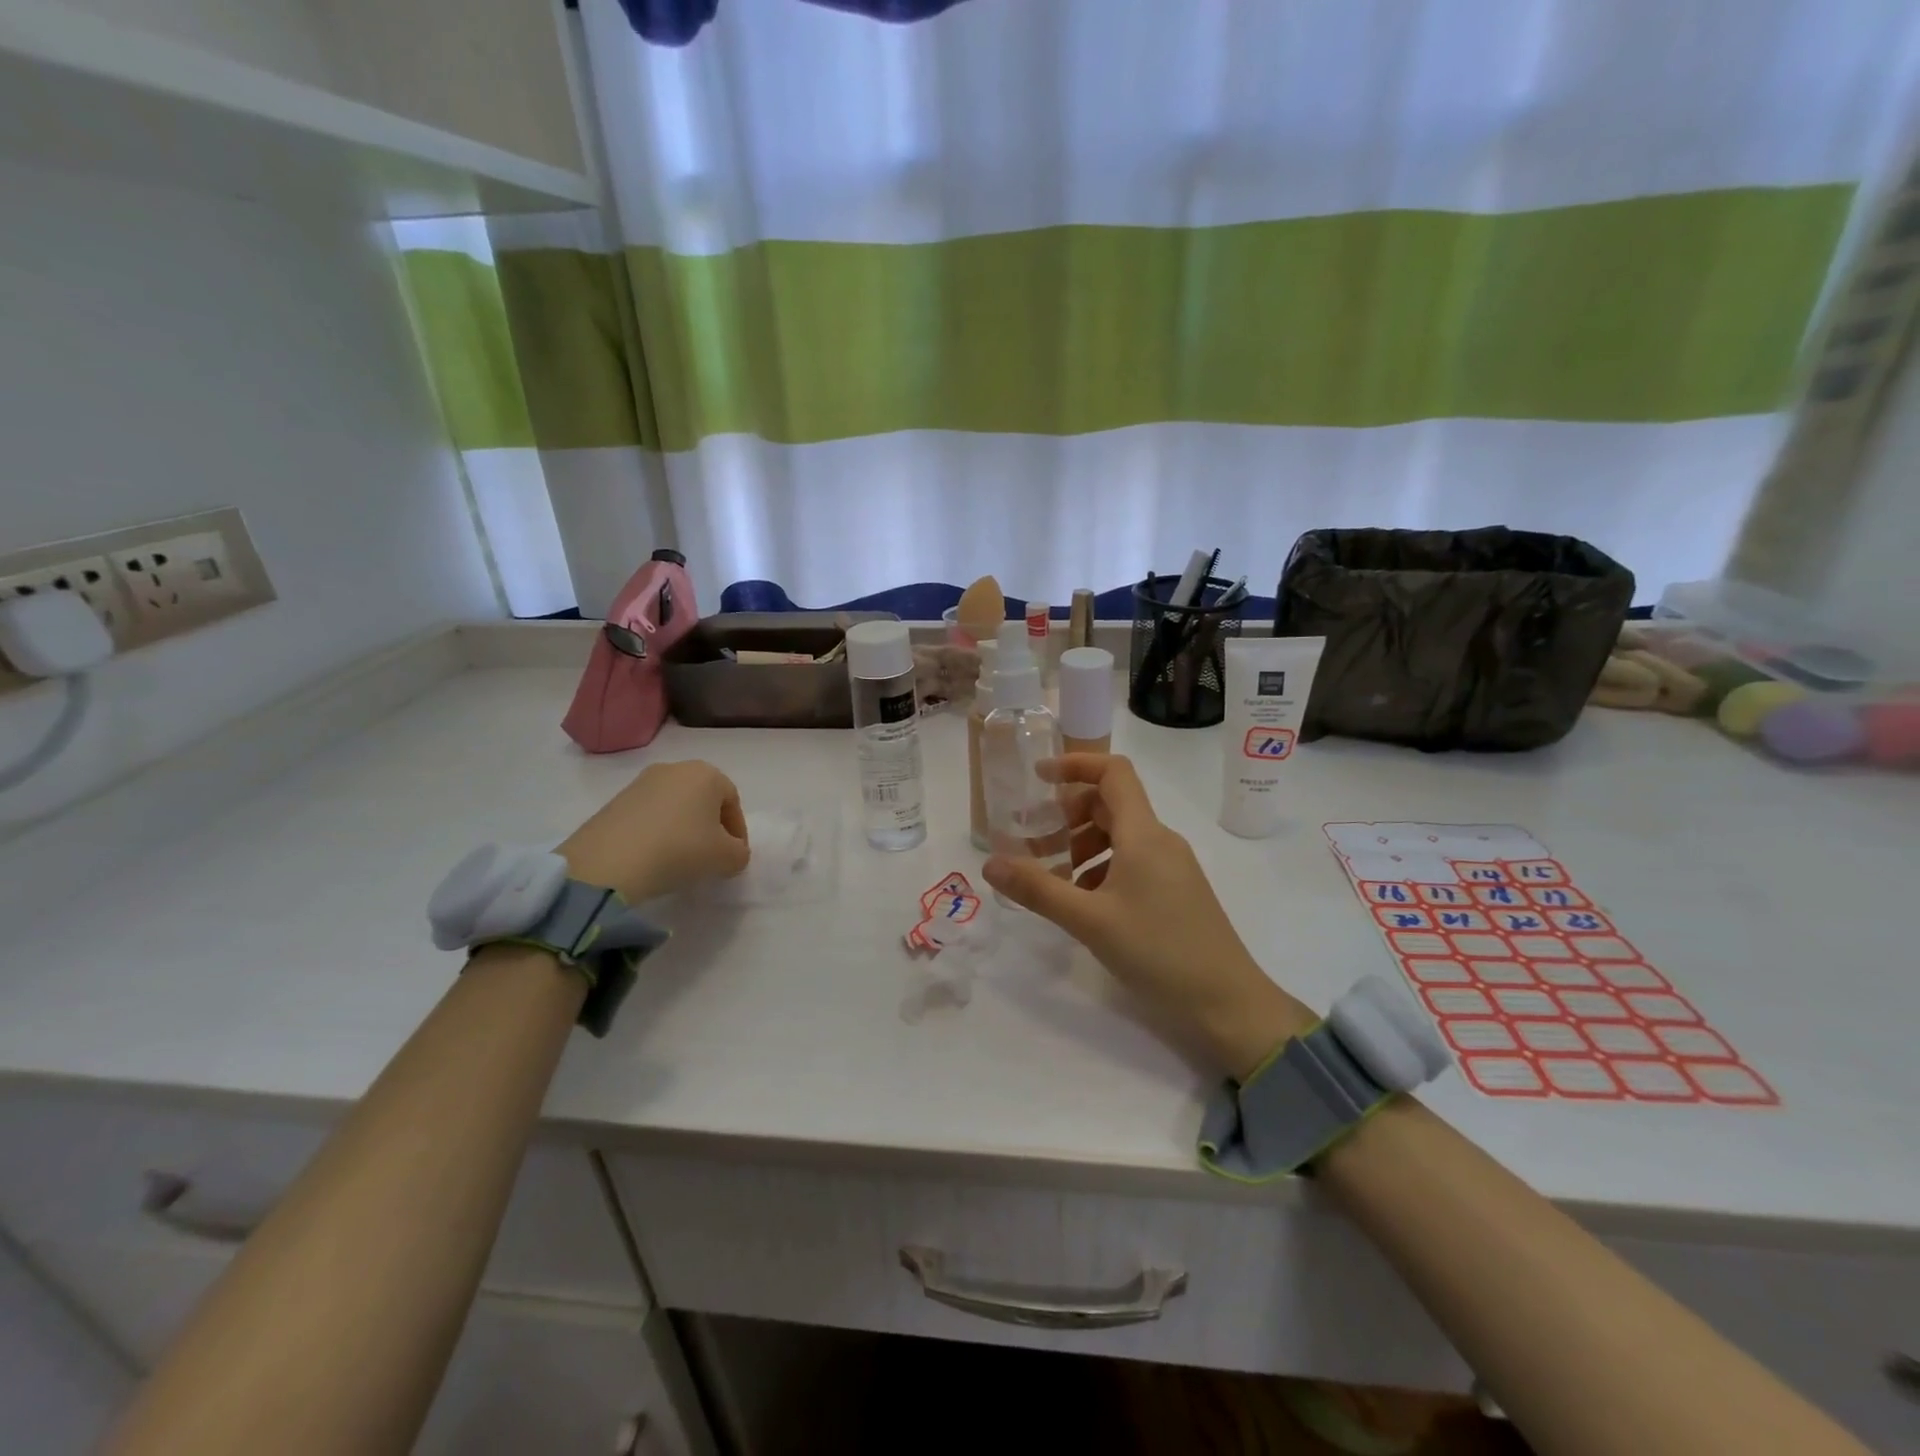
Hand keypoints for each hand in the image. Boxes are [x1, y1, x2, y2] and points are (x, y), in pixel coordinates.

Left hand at [559, 760, 749, 901]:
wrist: (610, 861)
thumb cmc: (681, 849)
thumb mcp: (727, 857)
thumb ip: (739, 853)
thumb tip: (732, 852)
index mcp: (706, 773)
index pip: (732, 800)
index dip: (738, 831)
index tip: (734, 856)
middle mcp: (674, 769)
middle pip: (703, 799)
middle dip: (710, 826)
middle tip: (711, 855)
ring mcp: (640, 783)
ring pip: (675, 806)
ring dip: (683, 829)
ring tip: (680, 858)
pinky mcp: (614, 801)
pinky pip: (649, 815)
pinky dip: (657, 832)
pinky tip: (654, 856)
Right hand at [982, 754, 1313, 1079]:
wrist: (1228, 1003)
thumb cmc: (1158, 952)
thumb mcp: (1089, 920)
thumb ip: (1037, 888)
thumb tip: (988, 864)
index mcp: (1143, 834)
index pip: (1113, 772)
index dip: (1075, 764)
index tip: (1037, 778)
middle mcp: (1161, 840)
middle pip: (1111, 804)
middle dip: (1068, 816)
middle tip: (1035, 844)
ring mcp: (1173, 866)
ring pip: (1121, 836)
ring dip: (1082, 846)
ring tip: (1055, 879)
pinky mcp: (1177, 891)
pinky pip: (1133, 861)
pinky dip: (1102, 868)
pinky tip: (1085, 902)